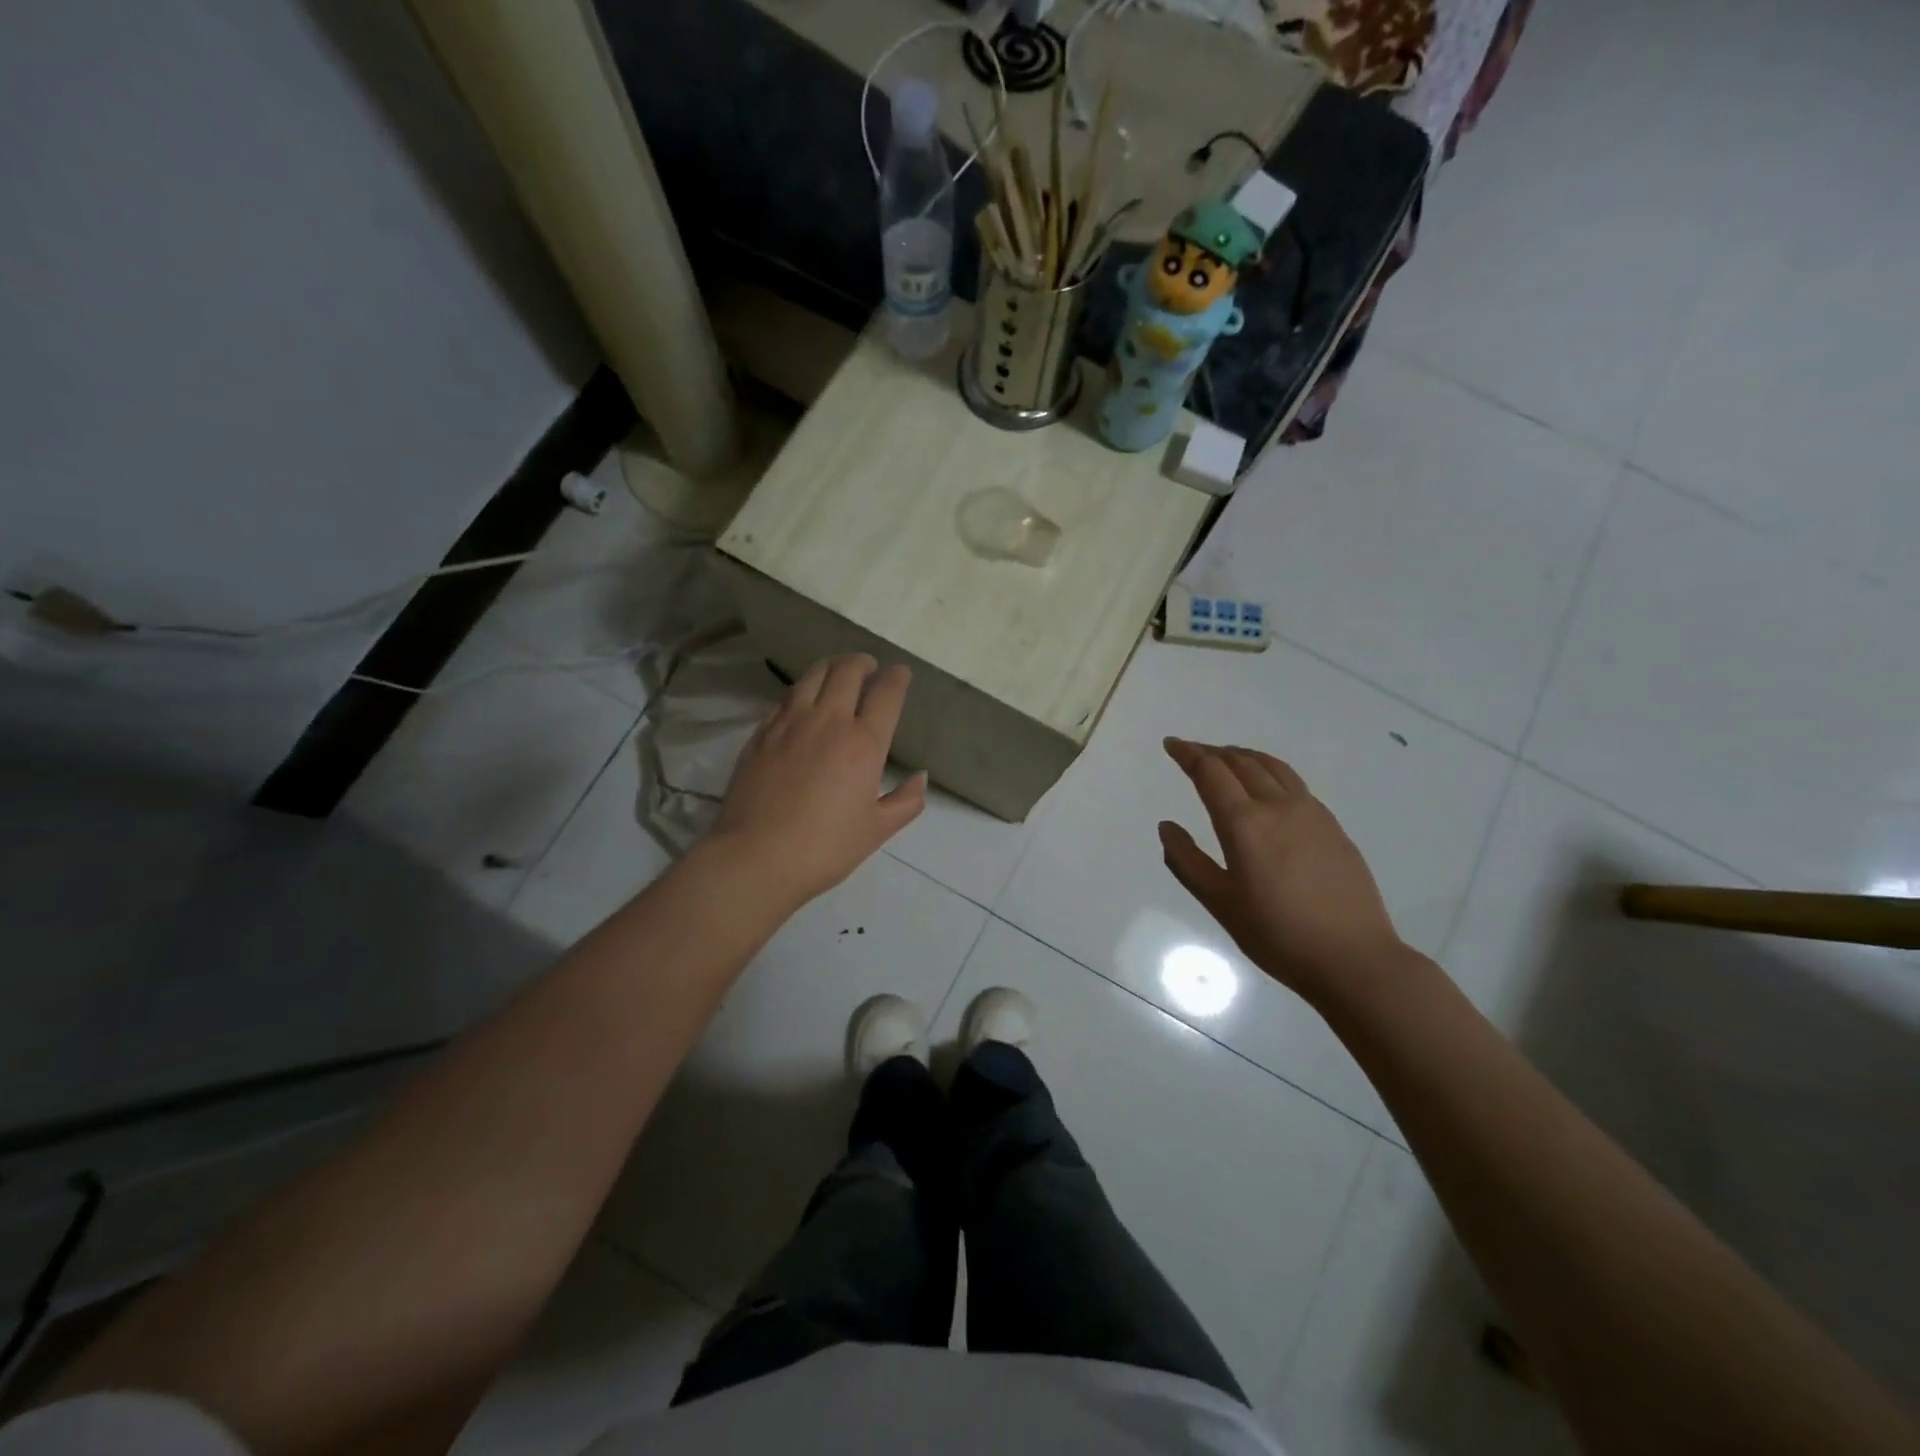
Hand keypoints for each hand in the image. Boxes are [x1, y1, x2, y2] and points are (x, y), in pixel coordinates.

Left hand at [711, 654, 925, 905]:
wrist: (756, 858)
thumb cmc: (825, 848)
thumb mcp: (877, 830)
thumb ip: (905, 801)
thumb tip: (920, 778)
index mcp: (863, 744)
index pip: (886, 694)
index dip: (897, 678)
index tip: (900, 673)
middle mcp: (828, 722)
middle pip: (847, 672)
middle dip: (862, 662)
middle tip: (869, 666)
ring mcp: (790, 724)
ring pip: (812, 676)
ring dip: (831, 666)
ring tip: (837, 671)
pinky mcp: (761, 733)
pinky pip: (785, 698)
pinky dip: (802, 689)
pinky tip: (803, 698)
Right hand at [1159, 739, 1407, 1001]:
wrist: (1354, 958)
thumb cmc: (1277, 934)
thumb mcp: (1220, 902)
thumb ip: (1187, 861)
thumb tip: (1166, 827)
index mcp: (1245, 823)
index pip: (1211, 772)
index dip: (1188, 754)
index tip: (1172, 744)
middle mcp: (1278, 806)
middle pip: (1242, 762)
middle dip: (1213, 752)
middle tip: (1193, 753)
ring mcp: (1312, 813)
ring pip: (1273, 767)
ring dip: (1244, 756)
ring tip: (1228, 759)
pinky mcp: (1333, 827)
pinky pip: (1295, 784)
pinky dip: (1270, 772)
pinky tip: (1268, 789)